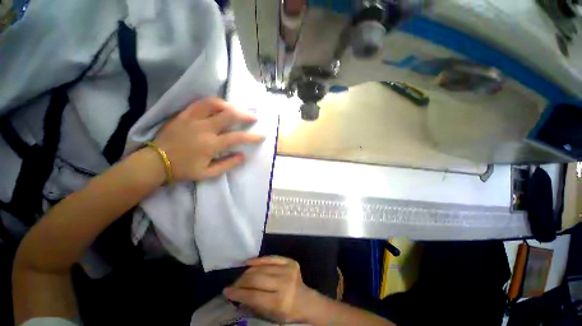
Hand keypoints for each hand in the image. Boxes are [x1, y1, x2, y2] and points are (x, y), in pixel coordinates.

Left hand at [152, 97, 263, 180]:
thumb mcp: (208, 173)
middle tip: (254, 117)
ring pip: (214, 104)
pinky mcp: (183, 114)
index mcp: (211, 145)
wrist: (155, 162)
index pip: (237, 137)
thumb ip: (228, 164)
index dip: (252, 136)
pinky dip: (213, 102)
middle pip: (229, 115)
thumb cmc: (183, 170)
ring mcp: (193, 119)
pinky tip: (220, 105)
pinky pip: (200, 102)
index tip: (261, 135)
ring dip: (230, 105)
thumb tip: (243, 155)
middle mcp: (204, 129)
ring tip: (237, 109)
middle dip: (245, 115)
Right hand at [223, 256, 320, 323]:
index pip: (254, 296)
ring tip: (240, 275)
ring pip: (262, 267)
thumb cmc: (286, 312)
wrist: (305, 300)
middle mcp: (284, 284)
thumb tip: (235, 293)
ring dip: (248, 271)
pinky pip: (271, 258)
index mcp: (280, 302)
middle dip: (241, 281)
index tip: (226, 291)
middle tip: (233, 283)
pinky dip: (259, 260)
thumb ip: (253, 304)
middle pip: (257, 279)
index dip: (238, 293)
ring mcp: (288, 270)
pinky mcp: (290, 261)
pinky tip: (249, 262)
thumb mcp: (270, 315)